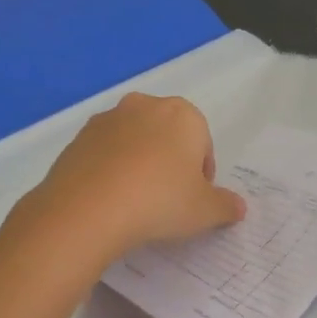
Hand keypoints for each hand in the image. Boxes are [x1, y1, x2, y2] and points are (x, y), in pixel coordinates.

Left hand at [14, 94, 245, 265]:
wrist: (88, 208)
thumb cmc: (160, 201)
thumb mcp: (205, 211)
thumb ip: (226, 206)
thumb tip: (238, 207)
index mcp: (184, 115)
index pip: (203, 143)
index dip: (202, 175)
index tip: (194, 200)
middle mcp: (145, 106)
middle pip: (168, 137)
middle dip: (170, 163)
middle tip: (168, 200)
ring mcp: (107, 119)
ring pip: (135, 143)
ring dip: (139, 165)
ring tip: (136, 203)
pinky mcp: (78, 138)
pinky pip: (105, 154)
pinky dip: (111, 171)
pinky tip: (111, 201)